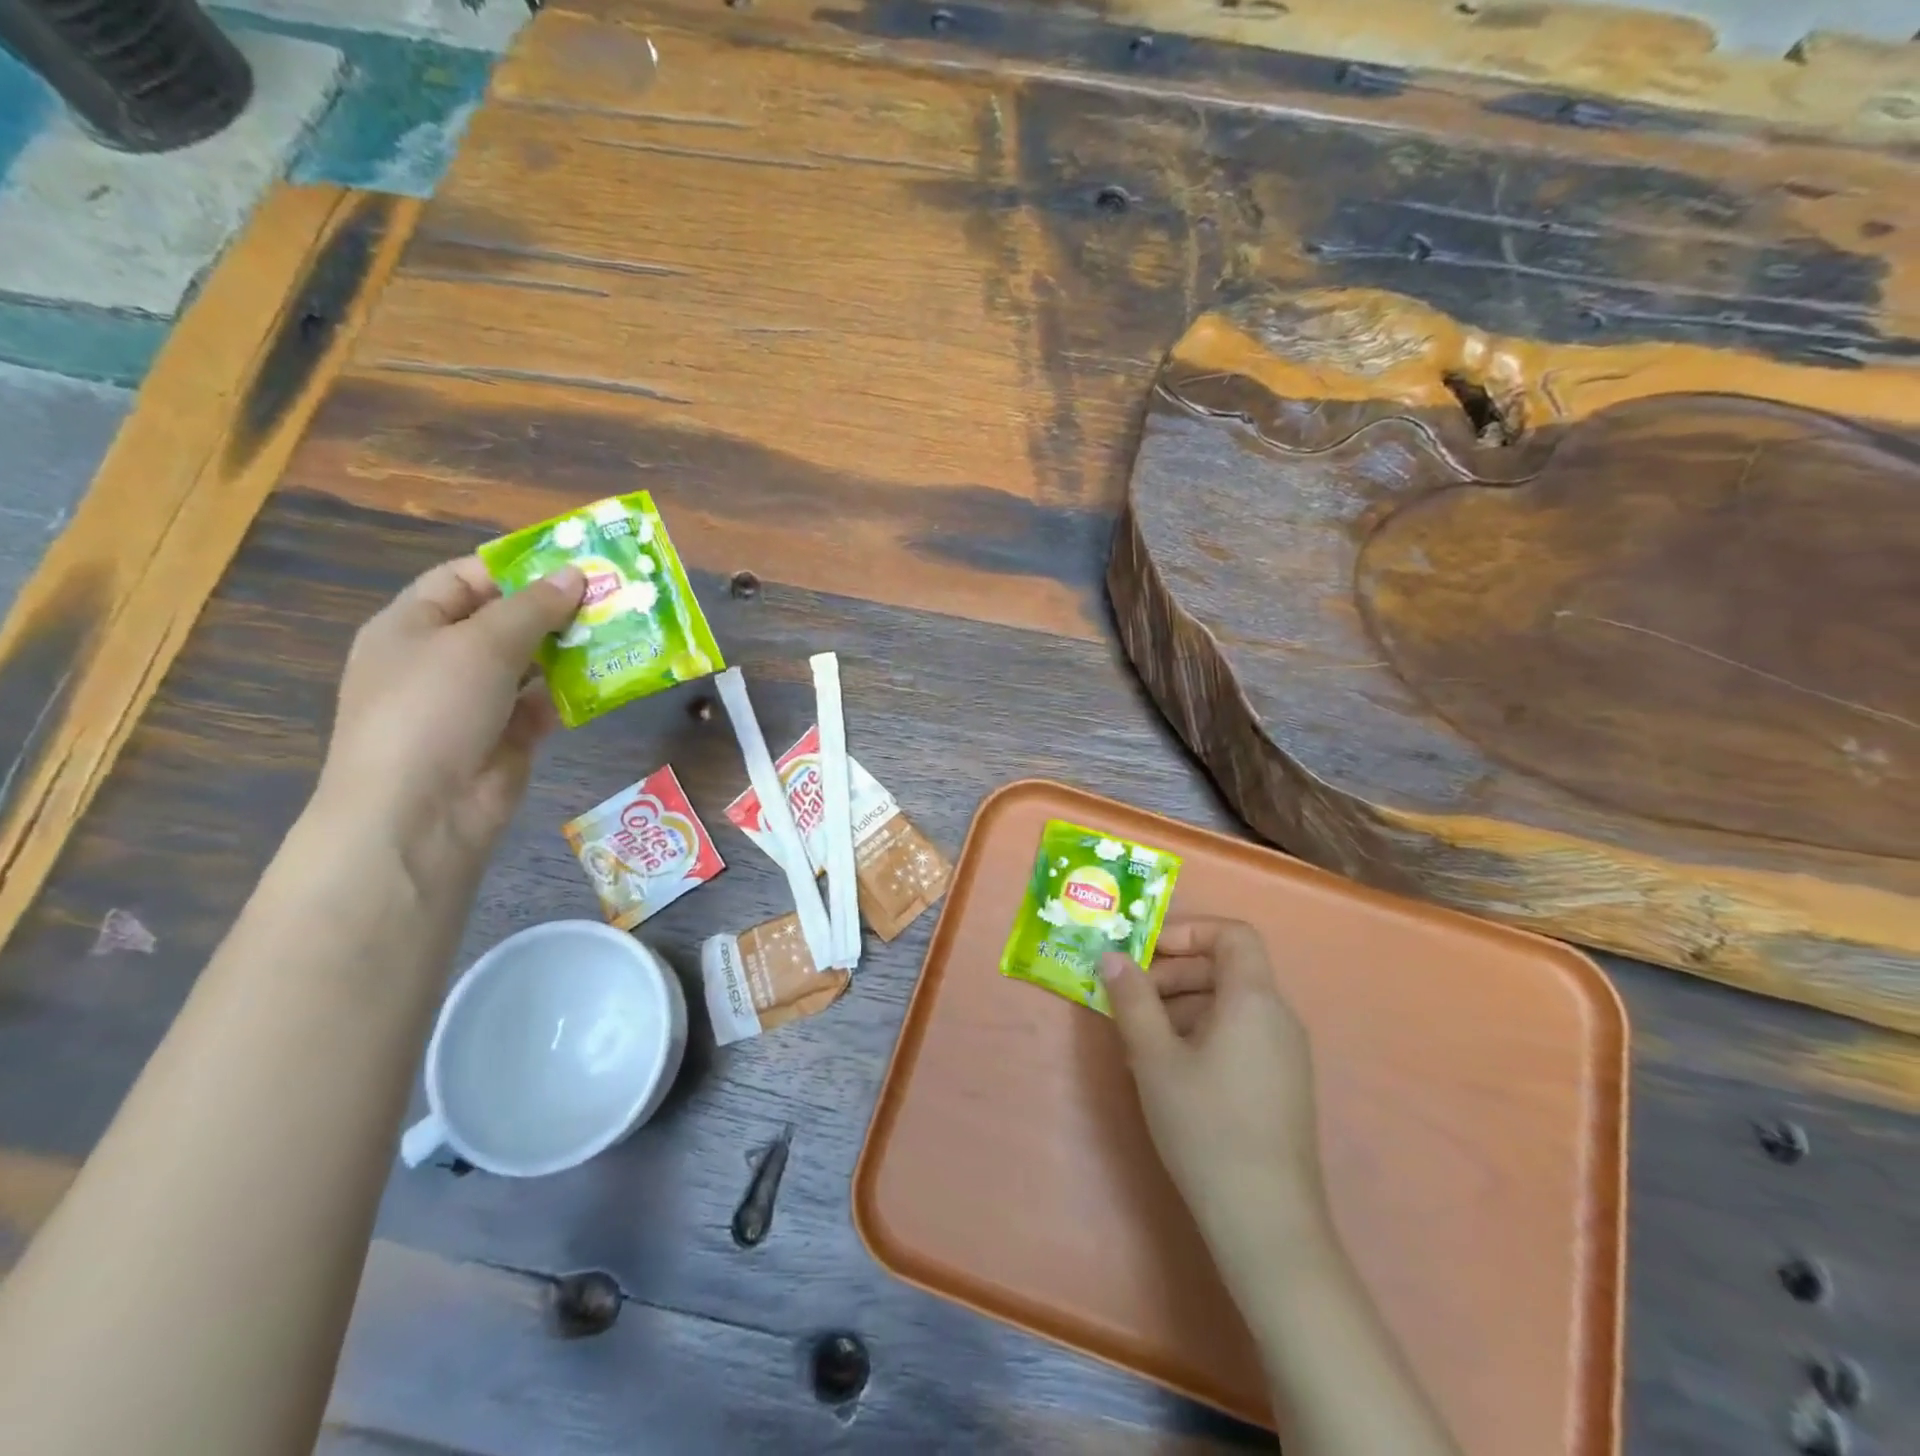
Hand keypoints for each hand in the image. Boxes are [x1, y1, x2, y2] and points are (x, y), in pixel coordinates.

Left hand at [314, 556, 585, 900]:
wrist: (421, 811)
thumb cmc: (433, 708)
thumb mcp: (481, 644)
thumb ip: (532, 607)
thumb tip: (576, 575)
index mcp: (414, 624)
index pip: (465, 578)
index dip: (517, 566)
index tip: (574, 561)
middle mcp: (443, 658)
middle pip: (505, 620)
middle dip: (556, 608)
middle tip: (614, 594)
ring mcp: (477, 700)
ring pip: (532, 663)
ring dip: (573, 649)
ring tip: (624, 629)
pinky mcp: (509, 735)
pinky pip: (547, 703)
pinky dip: (576, 691)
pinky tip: (613, 677)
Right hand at [1101, 918, 1327, 1278]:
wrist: (1266, 1223)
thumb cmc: (1206, 1126)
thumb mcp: (1154, 1058)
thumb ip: (1132, 999)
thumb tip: (1113, 957)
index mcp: (1254, 999)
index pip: (1233, 933)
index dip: (1188, 931)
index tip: (1146, 953)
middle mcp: (1278, 1017)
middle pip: (1226, 968)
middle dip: (1174, 973)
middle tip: (1131, 999)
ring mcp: (1284, 1054)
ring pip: (1228, 1005)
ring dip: (1181, 1007)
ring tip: (1139, 1040)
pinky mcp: (1281, 1085)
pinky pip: (1238, 1036)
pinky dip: (1200, 1034)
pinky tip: (1166, 1070)